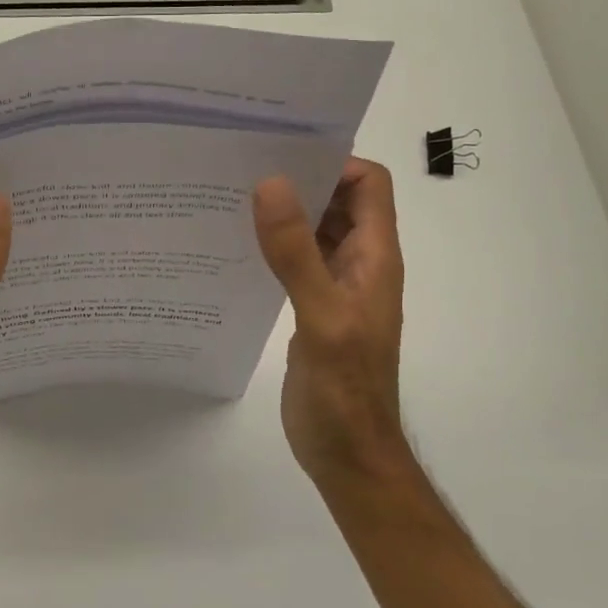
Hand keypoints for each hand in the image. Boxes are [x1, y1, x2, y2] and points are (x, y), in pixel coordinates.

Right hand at [253, 158, 409, 482]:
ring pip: (316, 230)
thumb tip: (270, 184)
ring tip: (233, 197)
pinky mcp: (313, 307)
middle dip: (301, 179)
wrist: (347, 453)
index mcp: (375, 257)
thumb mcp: (322, 316)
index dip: (333, 162)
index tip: (281, 153)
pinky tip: (237, 246)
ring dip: (285, 213)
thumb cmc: (345, 390)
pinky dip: (274, 245)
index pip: (368, 184)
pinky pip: (297, 260)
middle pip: (339, 201)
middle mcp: (360, 263)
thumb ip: (297, 253)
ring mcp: (336, 286)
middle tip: (244, 166)